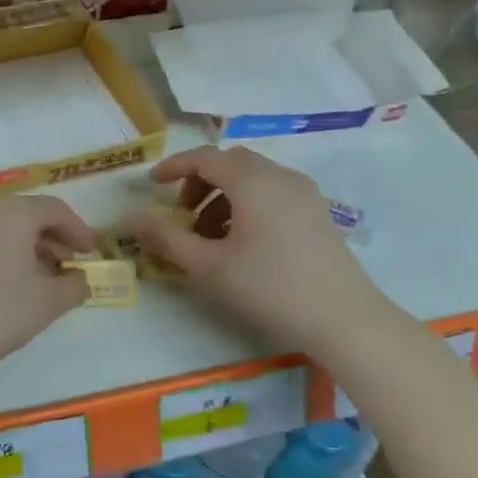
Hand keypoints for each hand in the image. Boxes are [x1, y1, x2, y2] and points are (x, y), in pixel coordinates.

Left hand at [0, 197, 96, 384]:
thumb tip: (80, 278)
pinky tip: (10, 281)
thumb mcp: (45, 304)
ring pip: (2, 226)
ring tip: (43, 277)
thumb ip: (73, 286)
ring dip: (27, 245)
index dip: (79, 230)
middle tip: (70, 265)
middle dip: (53, 238)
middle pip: (27, 214)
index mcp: (13, 212)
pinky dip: (3, 251)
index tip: (92, 253)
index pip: (55, 209)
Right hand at [123, 147, 382, 349]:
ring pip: (253, 178)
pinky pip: (272, 192)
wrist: (345, 320)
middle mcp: (280, 176)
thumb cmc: (270, 289)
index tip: (152, 184)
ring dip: (223, 195)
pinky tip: (242, 242)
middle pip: (230, 163)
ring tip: (209, 235)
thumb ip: (167, 239)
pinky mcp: (318, 212)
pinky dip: (248, 203)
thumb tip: (132, 219)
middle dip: (200, 181)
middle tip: (183, 213)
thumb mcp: (209, 267)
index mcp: (252, 181)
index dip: (174, 166)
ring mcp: (304, 193)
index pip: (204, 157)